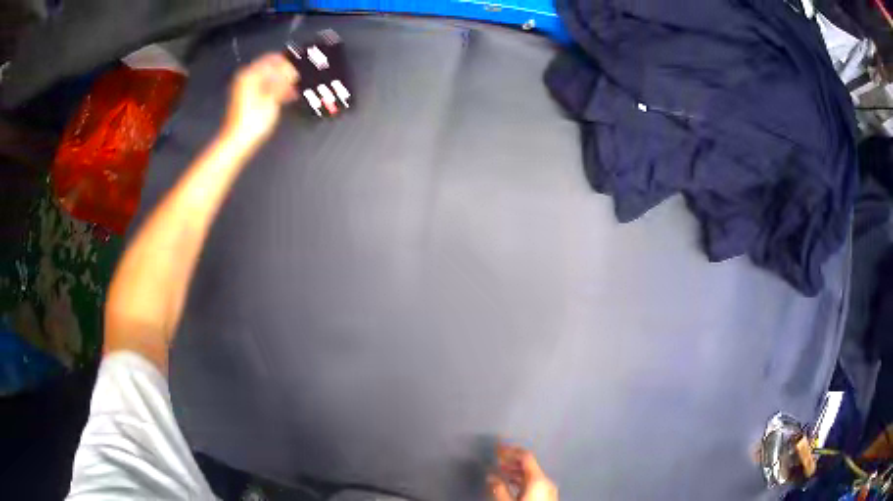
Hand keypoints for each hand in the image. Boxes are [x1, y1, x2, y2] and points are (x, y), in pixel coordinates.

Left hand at [221, 53, 298, 148]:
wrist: (238, 141)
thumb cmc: (253, 120)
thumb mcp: (272, 98)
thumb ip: (283, 81)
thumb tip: (292, 71)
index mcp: (250, 74)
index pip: (272, 59)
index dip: (287, 63)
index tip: (298, 68)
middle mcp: (246, 79)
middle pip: (269, 68)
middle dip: (284, 73)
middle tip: (298, 78)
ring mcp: (245, 89)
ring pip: (267, 79)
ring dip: (281, 82)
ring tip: (294, 89)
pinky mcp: (247, 100)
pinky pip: (264, 88)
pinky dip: (274, 90)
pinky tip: (286, 96)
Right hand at [489, 444, 557, 500]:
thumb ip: (499, 488)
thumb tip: (490, 475)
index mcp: (538, 479)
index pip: (526, 456)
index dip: (510, 450)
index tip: (496, 448)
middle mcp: (546, 481)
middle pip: (529, 465)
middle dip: (511, 460)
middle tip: (496, 458)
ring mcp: (549, 489)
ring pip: (531, 474)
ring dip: (515, 471)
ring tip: (500, 471)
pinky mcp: (547, 497)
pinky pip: (533, 482)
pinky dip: (521, 479)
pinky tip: (510, 484)